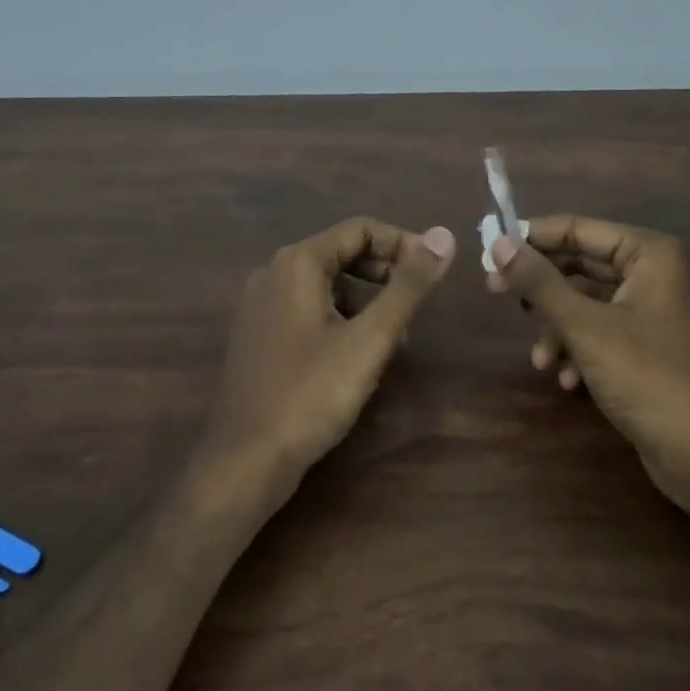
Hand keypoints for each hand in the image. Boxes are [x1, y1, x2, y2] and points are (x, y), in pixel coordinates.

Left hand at [199, 216, 456, 492]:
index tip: (434, 273)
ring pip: (327, 283)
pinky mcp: (260, 335)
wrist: (245, 461)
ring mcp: (261, 305)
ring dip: (366, 297)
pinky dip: (340, 317)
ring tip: (396, 335)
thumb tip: (444, 235)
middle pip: (342, 252)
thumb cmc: (311, 394)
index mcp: (298, 263)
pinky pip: (308, 308)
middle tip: (418, 305)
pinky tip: (358, 353)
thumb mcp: (370, 339)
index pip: (360, 229)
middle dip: (386, 271)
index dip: (403, 244)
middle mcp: (274, 273)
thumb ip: (408, 286)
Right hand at [487, 215, 689, 493]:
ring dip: (558, 327)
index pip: (579, 229)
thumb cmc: (646, 377)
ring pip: (588, 301)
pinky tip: (567, 378)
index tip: (489, 250)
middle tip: (494, 291)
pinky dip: (580, 348)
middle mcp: (656, 272)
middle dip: (542, 289)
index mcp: (650, 254)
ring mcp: (655, 310)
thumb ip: (539, 282)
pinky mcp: (651, 343)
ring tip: (540, 359)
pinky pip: (603, 329)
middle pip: (581, 264)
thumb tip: (497, 242)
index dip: (532, 238)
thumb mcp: (584, 326)